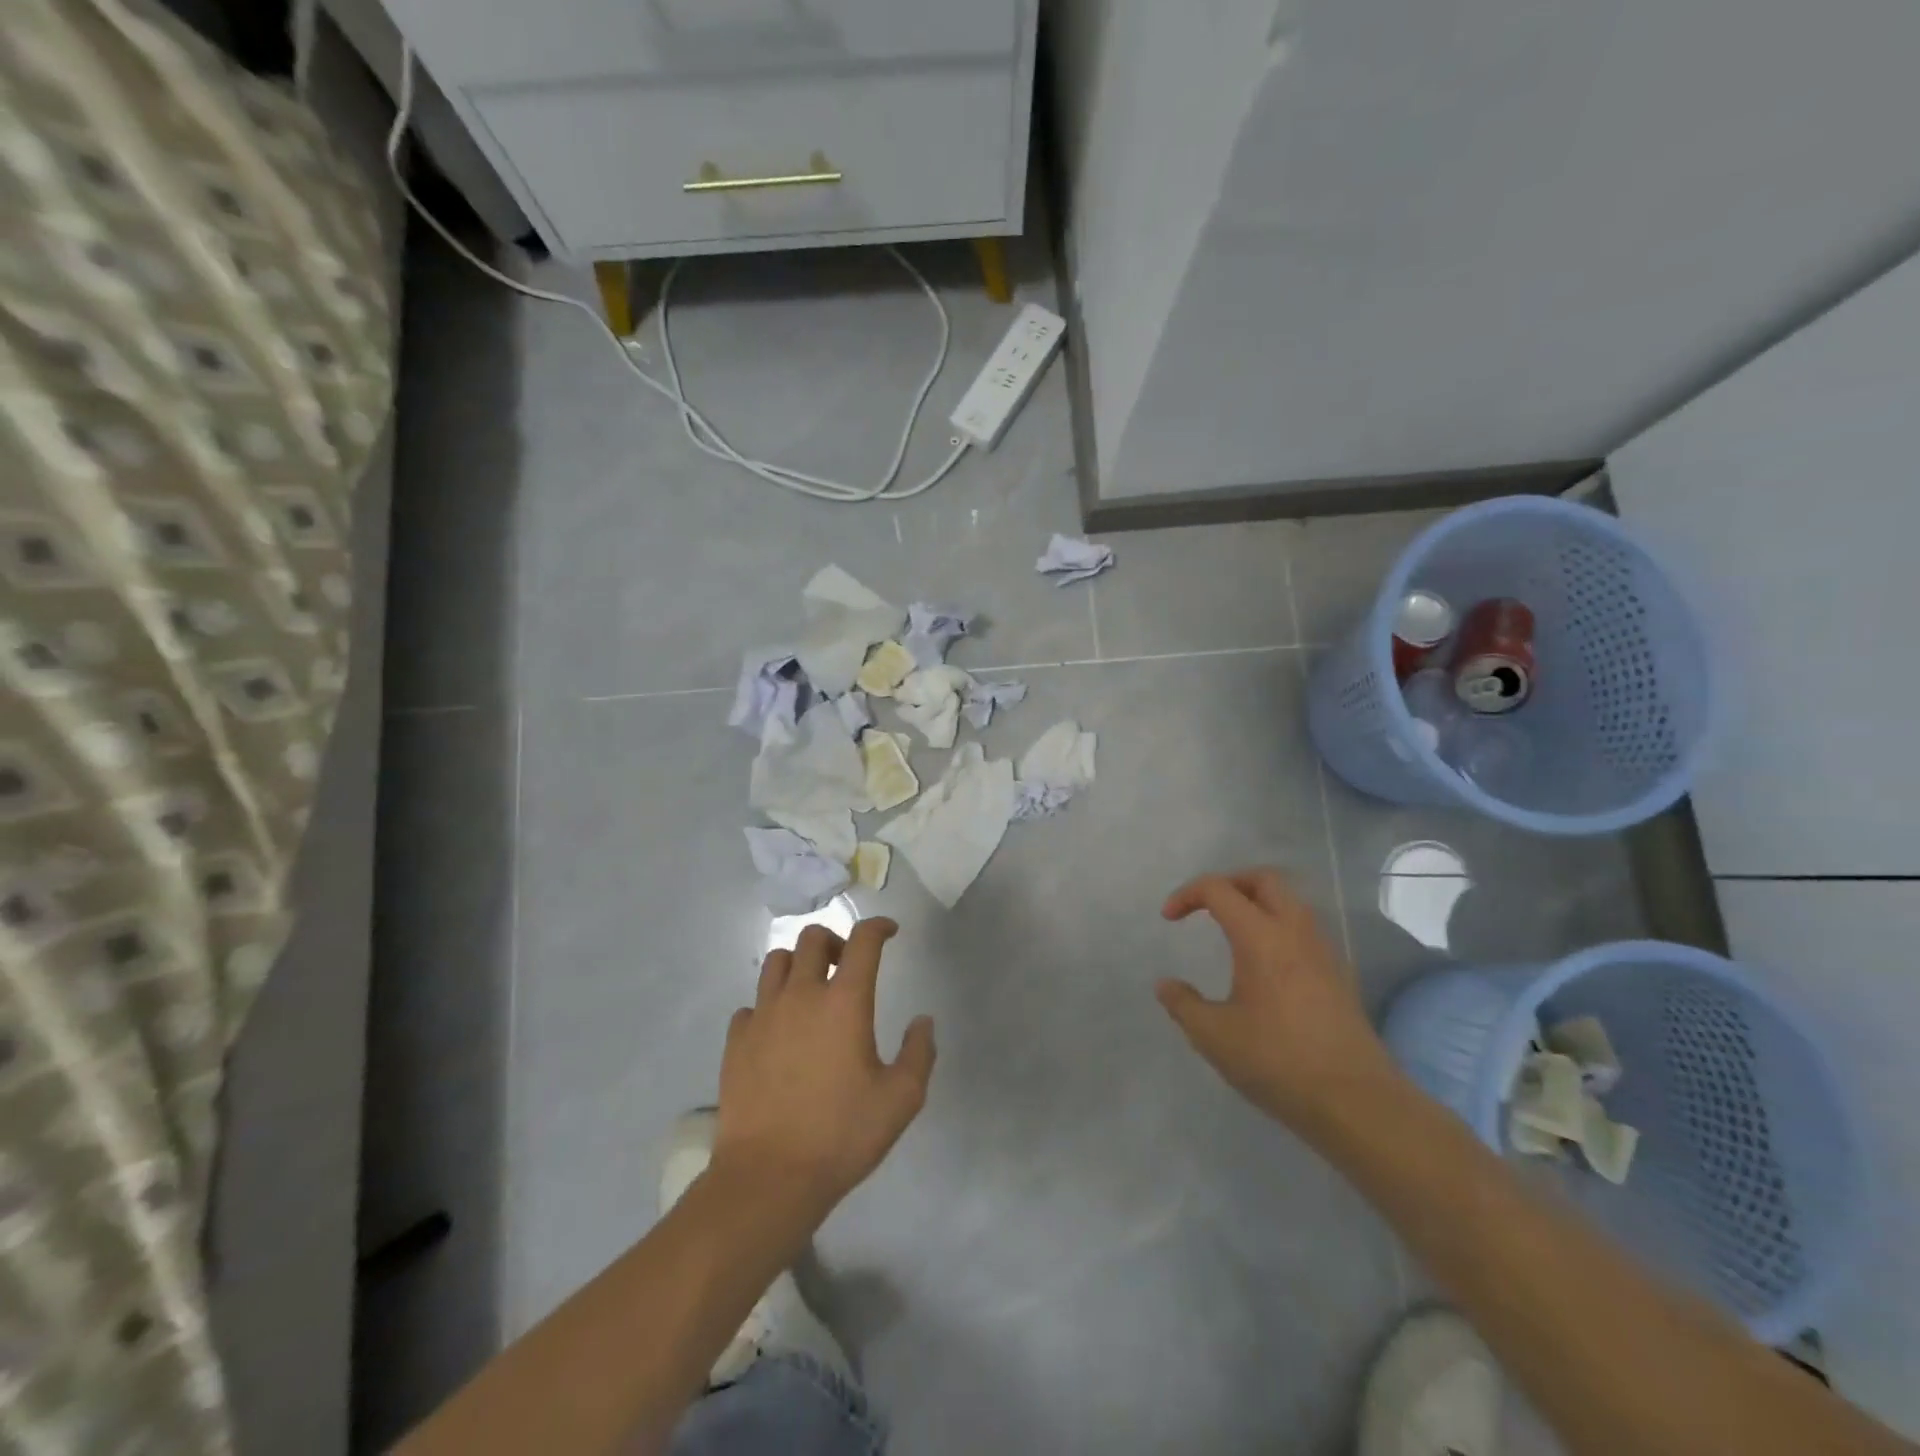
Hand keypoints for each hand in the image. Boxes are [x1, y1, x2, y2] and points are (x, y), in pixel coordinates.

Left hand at [712, 919, 935, 1226]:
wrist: (769, 1178)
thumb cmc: (841, 1135)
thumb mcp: (901, 1100)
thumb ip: (919, 1053)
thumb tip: (922, 1021)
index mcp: (844, 1001)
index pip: (862, 940)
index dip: (879, 927)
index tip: (889, 931)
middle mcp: (801, 995)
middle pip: (812, 938)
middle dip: (835, 941)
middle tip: (847, 966)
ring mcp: (763, 1015)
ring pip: (776, 961)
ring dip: (798, 965)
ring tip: (811, 991)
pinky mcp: (736, 1041)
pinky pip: (751, 1004)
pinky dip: (769, 1005)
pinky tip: (779, 1031)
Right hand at [1156, 869, 1396, 1138]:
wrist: (1356, 1102)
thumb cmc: (1277, 1061)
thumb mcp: (1213, 1036)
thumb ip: (1183, 1004)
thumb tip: (1166, 985)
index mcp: (1260, 937)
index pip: (1219, 889)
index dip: (1187, 894)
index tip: (1169, 919)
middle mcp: (1295, 932)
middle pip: (1263, 879)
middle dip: (1229, 883)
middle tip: (1206, 908)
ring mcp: (1323, 951)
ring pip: (1290, 902)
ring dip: (1257, 903)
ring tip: (1232, 931)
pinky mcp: (1339, 974)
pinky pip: (1304, 929)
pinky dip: (1278, 927)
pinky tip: (1264, 964)